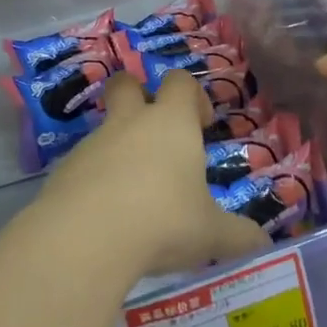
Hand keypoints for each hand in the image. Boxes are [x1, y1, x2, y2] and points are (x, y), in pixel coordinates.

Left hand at [38, 73, 270, 280]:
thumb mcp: (211, 234)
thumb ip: (238, 236)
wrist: (84, 239)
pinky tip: (105, 218)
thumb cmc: (163, 221)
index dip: (193, 95)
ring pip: (104, 130)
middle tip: (155, 132)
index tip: (202, 124)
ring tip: (134, 195)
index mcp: (171, 123)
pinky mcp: (62, 172)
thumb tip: (263, 244)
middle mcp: (130, 123)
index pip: (180, 81)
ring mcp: (92, 144)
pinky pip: (82, 166)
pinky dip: (94, 182)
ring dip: (118, 149)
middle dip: (138, 95)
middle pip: (127, 84)